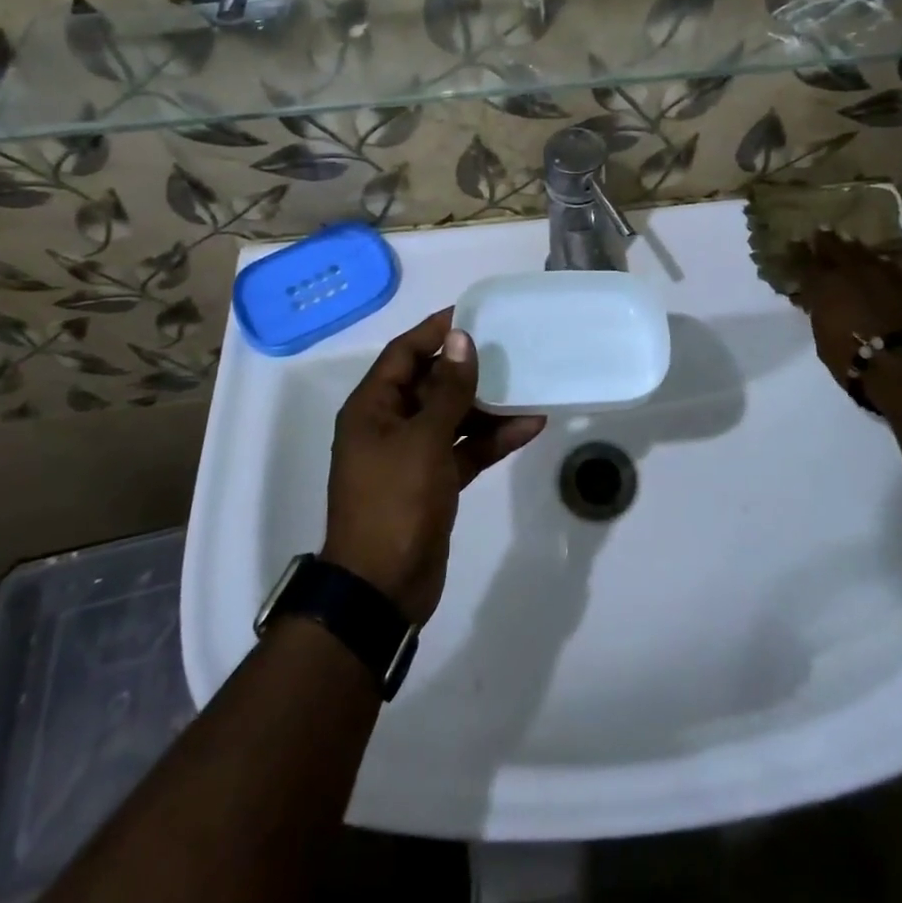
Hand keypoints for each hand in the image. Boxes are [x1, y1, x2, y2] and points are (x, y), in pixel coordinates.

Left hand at [321, 309, 545, 625]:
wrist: (382, 589)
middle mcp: (389, 425)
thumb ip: (447, 390)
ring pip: (452, 416)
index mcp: (372, 408)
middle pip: (430, 383)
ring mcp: (411, 455)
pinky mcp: (433, 482)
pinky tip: (529, 425)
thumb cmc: (395, 503)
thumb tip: (461, 339)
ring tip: (526, 384)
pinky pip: (464, 449)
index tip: (472, 313)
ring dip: (486, 404)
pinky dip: (491, 439)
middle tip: (508, 346)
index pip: (404, 354)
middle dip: (467, 367)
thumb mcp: (423, 440)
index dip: (435, 331)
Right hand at [790, 231, 901, 394]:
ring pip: (869, 254)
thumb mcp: (824, 339)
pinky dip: (888, 273)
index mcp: (826, 283)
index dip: (799, 254)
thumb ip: (821, 313)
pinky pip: (897, 271)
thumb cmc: (856, 360)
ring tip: (853, 252)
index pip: (805, 261)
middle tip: (821, 237)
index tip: (794, 247)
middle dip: (827, 242)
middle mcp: (856, 270)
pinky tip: (887, 276)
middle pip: (837, 246)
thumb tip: (819, 303)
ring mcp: (889, 273)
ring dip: (859, 254)